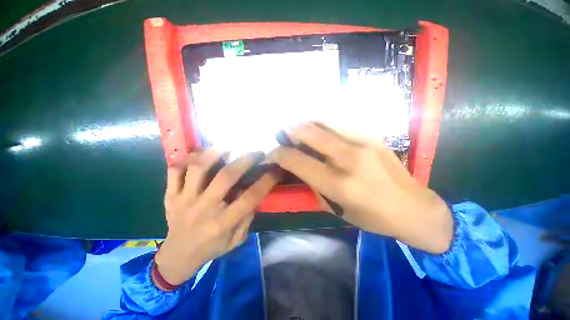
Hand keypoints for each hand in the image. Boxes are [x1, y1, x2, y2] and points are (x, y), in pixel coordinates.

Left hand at [154, 151, 277, 288]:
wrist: (177, 256)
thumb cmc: (211, 248)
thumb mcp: (237, 239)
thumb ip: (248, 217)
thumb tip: (255, 193)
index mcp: (223, 222)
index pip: (250, 197)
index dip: (266, 181)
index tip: (275, 170)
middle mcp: (204, 208)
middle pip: (226, 176)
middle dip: (246, 160)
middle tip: (257, 152)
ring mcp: (184, 199)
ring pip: (198, 168)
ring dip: (216, 153)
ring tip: (229, 147)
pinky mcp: (171, 195)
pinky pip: (175, 170)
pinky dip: (188, 158)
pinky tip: (201, 155)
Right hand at [269, 123, 452, 253]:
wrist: (413, 208)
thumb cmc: (371, 217)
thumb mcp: (334, 209)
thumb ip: (312, 184)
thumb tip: (297, 166)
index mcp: (338, 183)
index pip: (297, 160)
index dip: (278, 155)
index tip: (271, 155)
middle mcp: (349, 158)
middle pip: (308, 132)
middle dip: (289, 133)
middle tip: (284, 138)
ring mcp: (363, 142)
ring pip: (323, 121)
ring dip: (305, 126)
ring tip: (300, 133)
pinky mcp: (372, 135)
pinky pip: (339, 123)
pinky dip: (323, 126)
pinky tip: (321, 133)